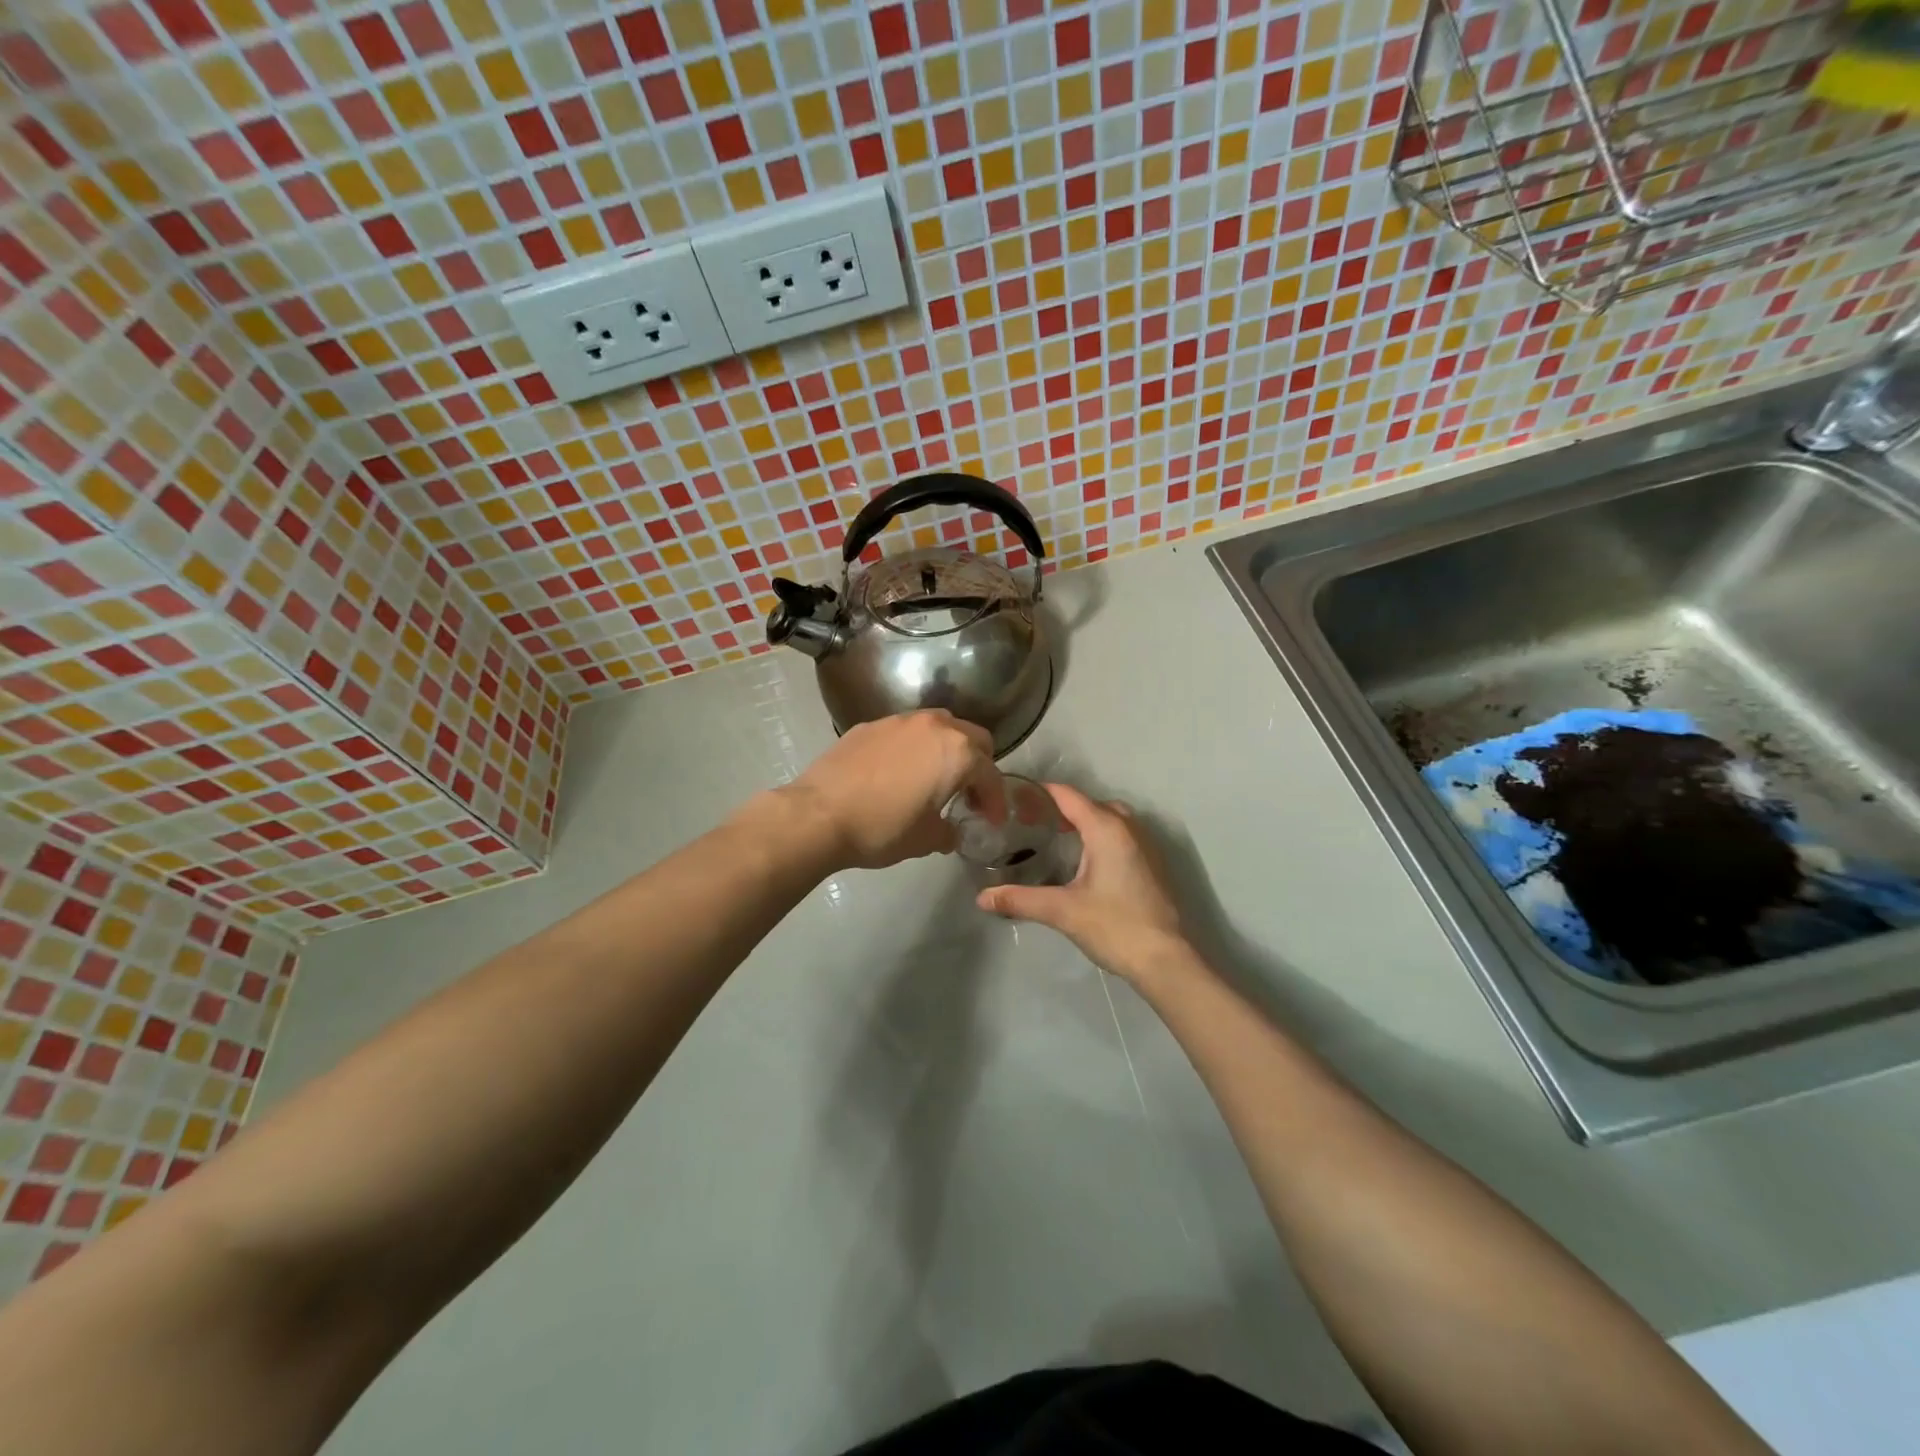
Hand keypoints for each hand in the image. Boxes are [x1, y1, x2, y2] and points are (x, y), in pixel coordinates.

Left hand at [773, 711, 995, 870]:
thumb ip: (949, 831)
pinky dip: (914, 748)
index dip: (996, 801)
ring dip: (947, 750)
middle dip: (978, 766)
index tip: (992, 821)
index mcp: (958, 752)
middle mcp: (935, 726)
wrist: (819, 815)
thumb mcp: (927, 840)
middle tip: (968, 795)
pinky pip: (906, 732)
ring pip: (939, 727)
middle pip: (973, 738)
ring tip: (935, 778)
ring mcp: (900, 721)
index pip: (991, 774)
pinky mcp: (870, 724)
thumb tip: (950, 831)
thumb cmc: (882, 828)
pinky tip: (899, 773)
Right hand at [976, 784, 1198, 985]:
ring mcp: (1145, 845)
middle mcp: (1128, 828)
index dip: (1040, 793)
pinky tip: (1084, 861)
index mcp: (1106, 828)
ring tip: (1054, 837)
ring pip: (1109, 818)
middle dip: (1060, 807)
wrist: (1166, 959)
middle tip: (1030, 822)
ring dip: (1083, 821)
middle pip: (1089, 804)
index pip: (1068, 796)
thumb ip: (1020, 899)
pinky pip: (1121, 835)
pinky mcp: (1152, 864)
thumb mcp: (1062, 911)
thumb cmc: (1114, 926)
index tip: (1013, 801)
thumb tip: (981, 897)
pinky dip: (1099, 836)